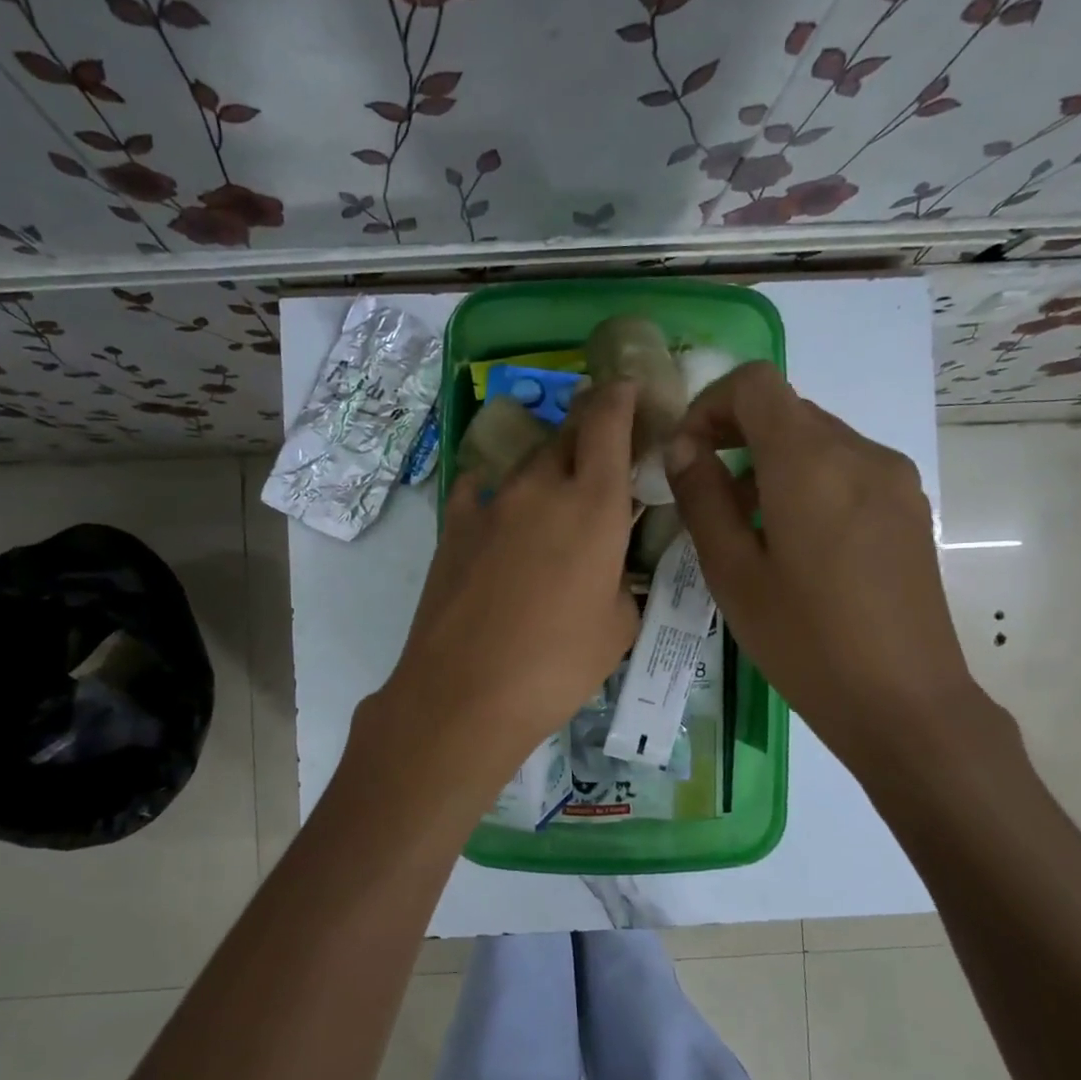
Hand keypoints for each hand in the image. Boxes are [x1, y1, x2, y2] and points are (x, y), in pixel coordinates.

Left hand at [379, 382, 640, 776]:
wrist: (464, 692)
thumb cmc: (556, 665)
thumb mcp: (617, 628)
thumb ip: (621, 582)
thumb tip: (608, 571)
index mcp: (593, 505)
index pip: (608, 421)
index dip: (620, 395)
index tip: (628, 387)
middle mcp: (540, 489)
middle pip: (565, 434)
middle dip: (586, 429)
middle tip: (600, 447)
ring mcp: (490, 505)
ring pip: (525, 464)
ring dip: (545, 467)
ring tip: (553, 491)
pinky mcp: (452, 528)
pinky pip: (477, 491)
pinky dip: (494, 492)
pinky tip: (496, 512)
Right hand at [664, 362, 985, 767]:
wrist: (905, 702)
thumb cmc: (805, 642)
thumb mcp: (733, 573)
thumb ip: (703, 499)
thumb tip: (683, 449)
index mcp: (810, 462)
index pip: (755, 384)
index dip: (709, 405)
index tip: (687, 457)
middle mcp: (860, 452)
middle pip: (786, 410)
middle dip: (735, 436)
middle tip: (706, 496)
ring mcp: (894, 479)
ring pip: (816, 440)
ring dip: (770, 463)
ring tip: (748, 529)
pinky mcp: (909, 508)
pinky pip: (846, 469)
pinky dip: (807, 481)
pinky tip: (796, 544)